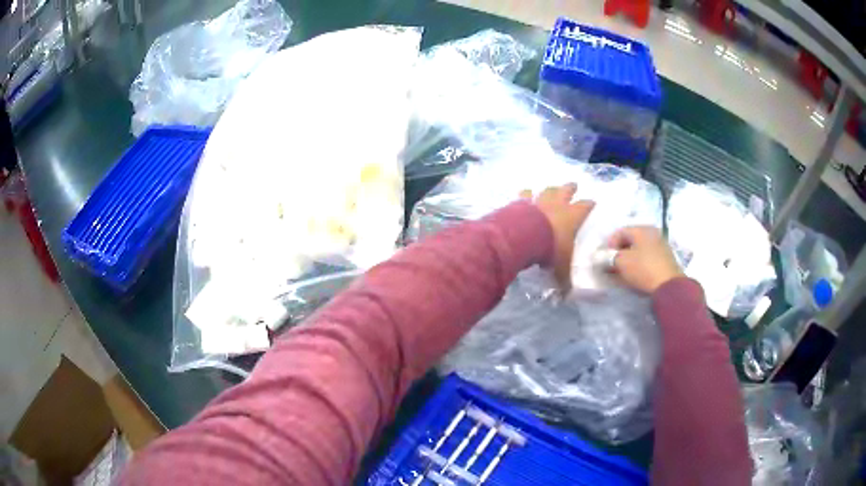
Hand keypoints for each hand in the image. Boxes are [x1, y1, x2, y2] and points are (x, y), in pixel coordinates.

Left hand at [520, 183, 594, 290]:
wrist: (524, 237)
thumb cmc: (549, 250)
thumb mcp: (560, 268)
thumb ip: (564, 281)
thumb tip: (566, 298)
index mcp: (572, 217)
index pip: (585, 207)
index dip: (589, 204)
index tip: (593, 201)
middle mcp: (558, 205)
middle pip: (566, 190)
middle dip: (571, 188)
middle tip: (574, 184)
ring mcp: (539, 201)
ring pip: (547, 190)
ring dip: (550, 189)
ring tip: (550, 188)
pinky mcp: (522, 202)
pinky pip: (524, 195)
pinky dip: (525, 195)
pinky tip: (524, 193)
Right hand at [608, 226, 682, 292]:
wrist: (669, 287)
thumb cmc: (643, 269)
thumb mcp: (621, 262)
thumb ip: (609, 258)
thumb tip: (604, 257)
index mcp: (642, 229)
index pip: (620, 231)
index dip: (609, 244)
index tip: (605, 258)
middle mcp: (653, 234)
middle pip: (631, 241)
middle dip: (619, 253)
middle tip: (612, 266)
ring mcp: (661, 246)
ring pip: (639, 250)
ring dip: (629, 260)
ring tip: (622, 273)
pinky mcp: (666, 259)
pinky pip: (647, 258)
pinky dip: (639, 264)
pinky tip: (635, 275)